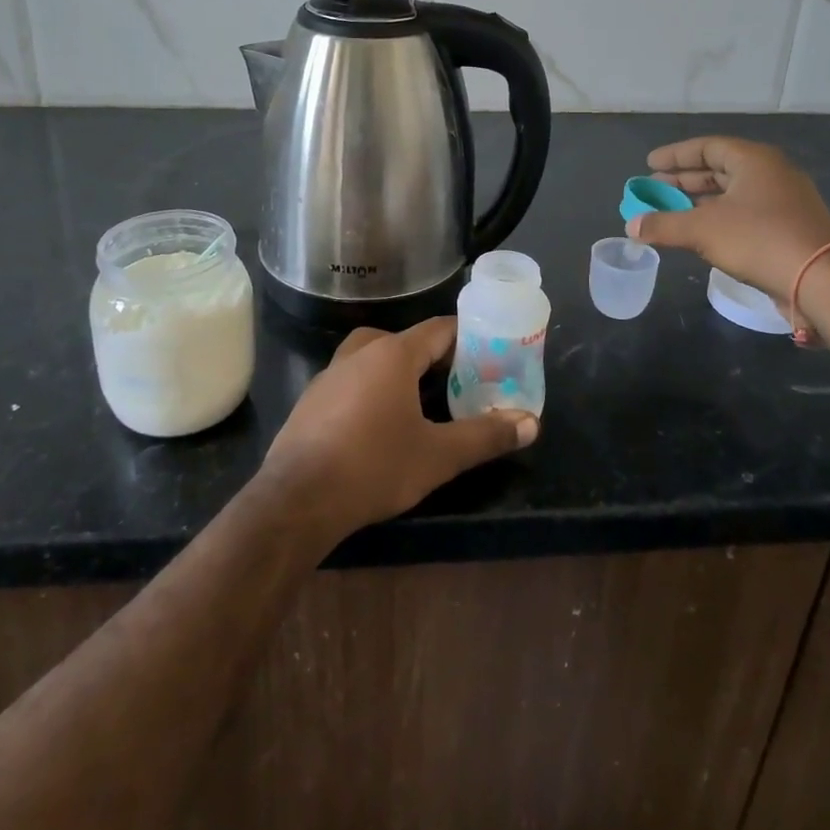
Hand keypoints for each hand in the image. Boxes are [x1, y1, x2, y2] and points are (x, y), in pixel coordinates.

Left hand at [262, 318, 537, 539]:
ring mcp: (330, 374)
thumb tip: (532, 424)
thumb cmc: (374, 466)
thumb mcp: (438, 456)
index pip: (438, 330)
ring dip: (399, 371)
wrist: (297, 499)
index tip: (490, 354)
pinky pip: (351, 380)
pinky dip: (371, 389)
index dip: (467, 338)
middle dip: (433, 357)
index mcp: (393, 354)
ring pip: (373, 358)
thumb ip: (485, 436)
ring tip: (422, 402)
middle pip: (405, 340)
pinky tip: (378, 424)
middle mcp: (360, 352)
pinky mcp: (311, 400)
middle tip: (459, 381)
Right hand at [629, 136, 829, 315]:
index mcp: (754, 160)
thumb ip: (663, 224)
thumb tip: (631, 227)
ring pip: (732, 193)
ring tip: (670, 212)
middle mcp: (771, 173)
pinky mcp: (788, 226)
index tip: (649, 164)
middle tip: (654, 189)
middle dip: (683, 180)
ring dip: (699, 202)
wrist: (818, 280)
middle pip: (719, 169)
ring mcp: (783, 200)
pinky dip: (717, 217)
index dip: (675, 156)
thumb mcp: (702, 230)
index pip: (707, 147)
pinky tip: (699, 232)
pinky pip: (744, 212)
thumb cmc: (758, 240)